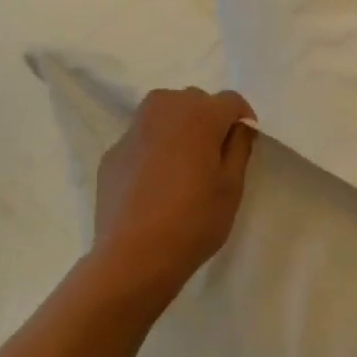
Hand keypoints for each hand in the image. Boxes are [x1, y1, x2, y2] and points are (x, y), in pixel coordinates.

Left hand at [91, 87, 257, 299]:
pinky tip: (156, 184)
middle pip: (194, 100)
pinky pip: (141, 138)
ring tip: (184, 163)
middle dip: (209, 119)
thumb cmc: (194, 221)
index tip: (244, 146)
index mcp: (198, 116)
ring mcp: (132, 131)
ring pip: (163, 112)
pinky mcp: (112, 154)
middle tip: (215, 156)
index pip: (230, 100)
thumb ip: (239, 147)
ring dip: (179, 127)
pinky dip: (154, 149)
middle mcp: (162, 111)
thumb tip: (238, 126)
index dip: (242, 120)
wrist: (134, 256)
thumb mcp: (231, 187)